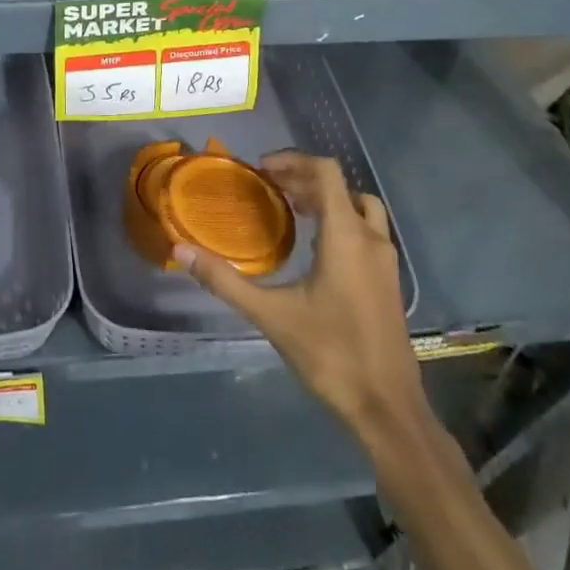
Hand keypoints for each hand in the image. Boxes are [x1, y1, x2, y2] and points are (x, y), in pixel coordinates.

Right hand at [178, 151, 428, 445]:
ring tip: (293, 209)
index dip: (294, 160)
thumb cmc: (331, 354)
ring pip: (360, 208)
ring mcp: (386, 262)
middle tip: (270, 187)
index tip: (262, 170)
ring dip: (327, 200)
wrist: (388, 409)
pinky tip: (315, 249)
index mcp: (346, 236)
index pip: (326, 172)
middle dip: (304, 179)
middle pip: (341, 187)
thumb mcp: (271, 315)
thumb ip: (225, 280)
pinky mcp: (389, 281)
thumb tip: (181, 250)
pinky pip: (367, 231)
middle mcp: (371, 239)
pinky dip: (341, 221)